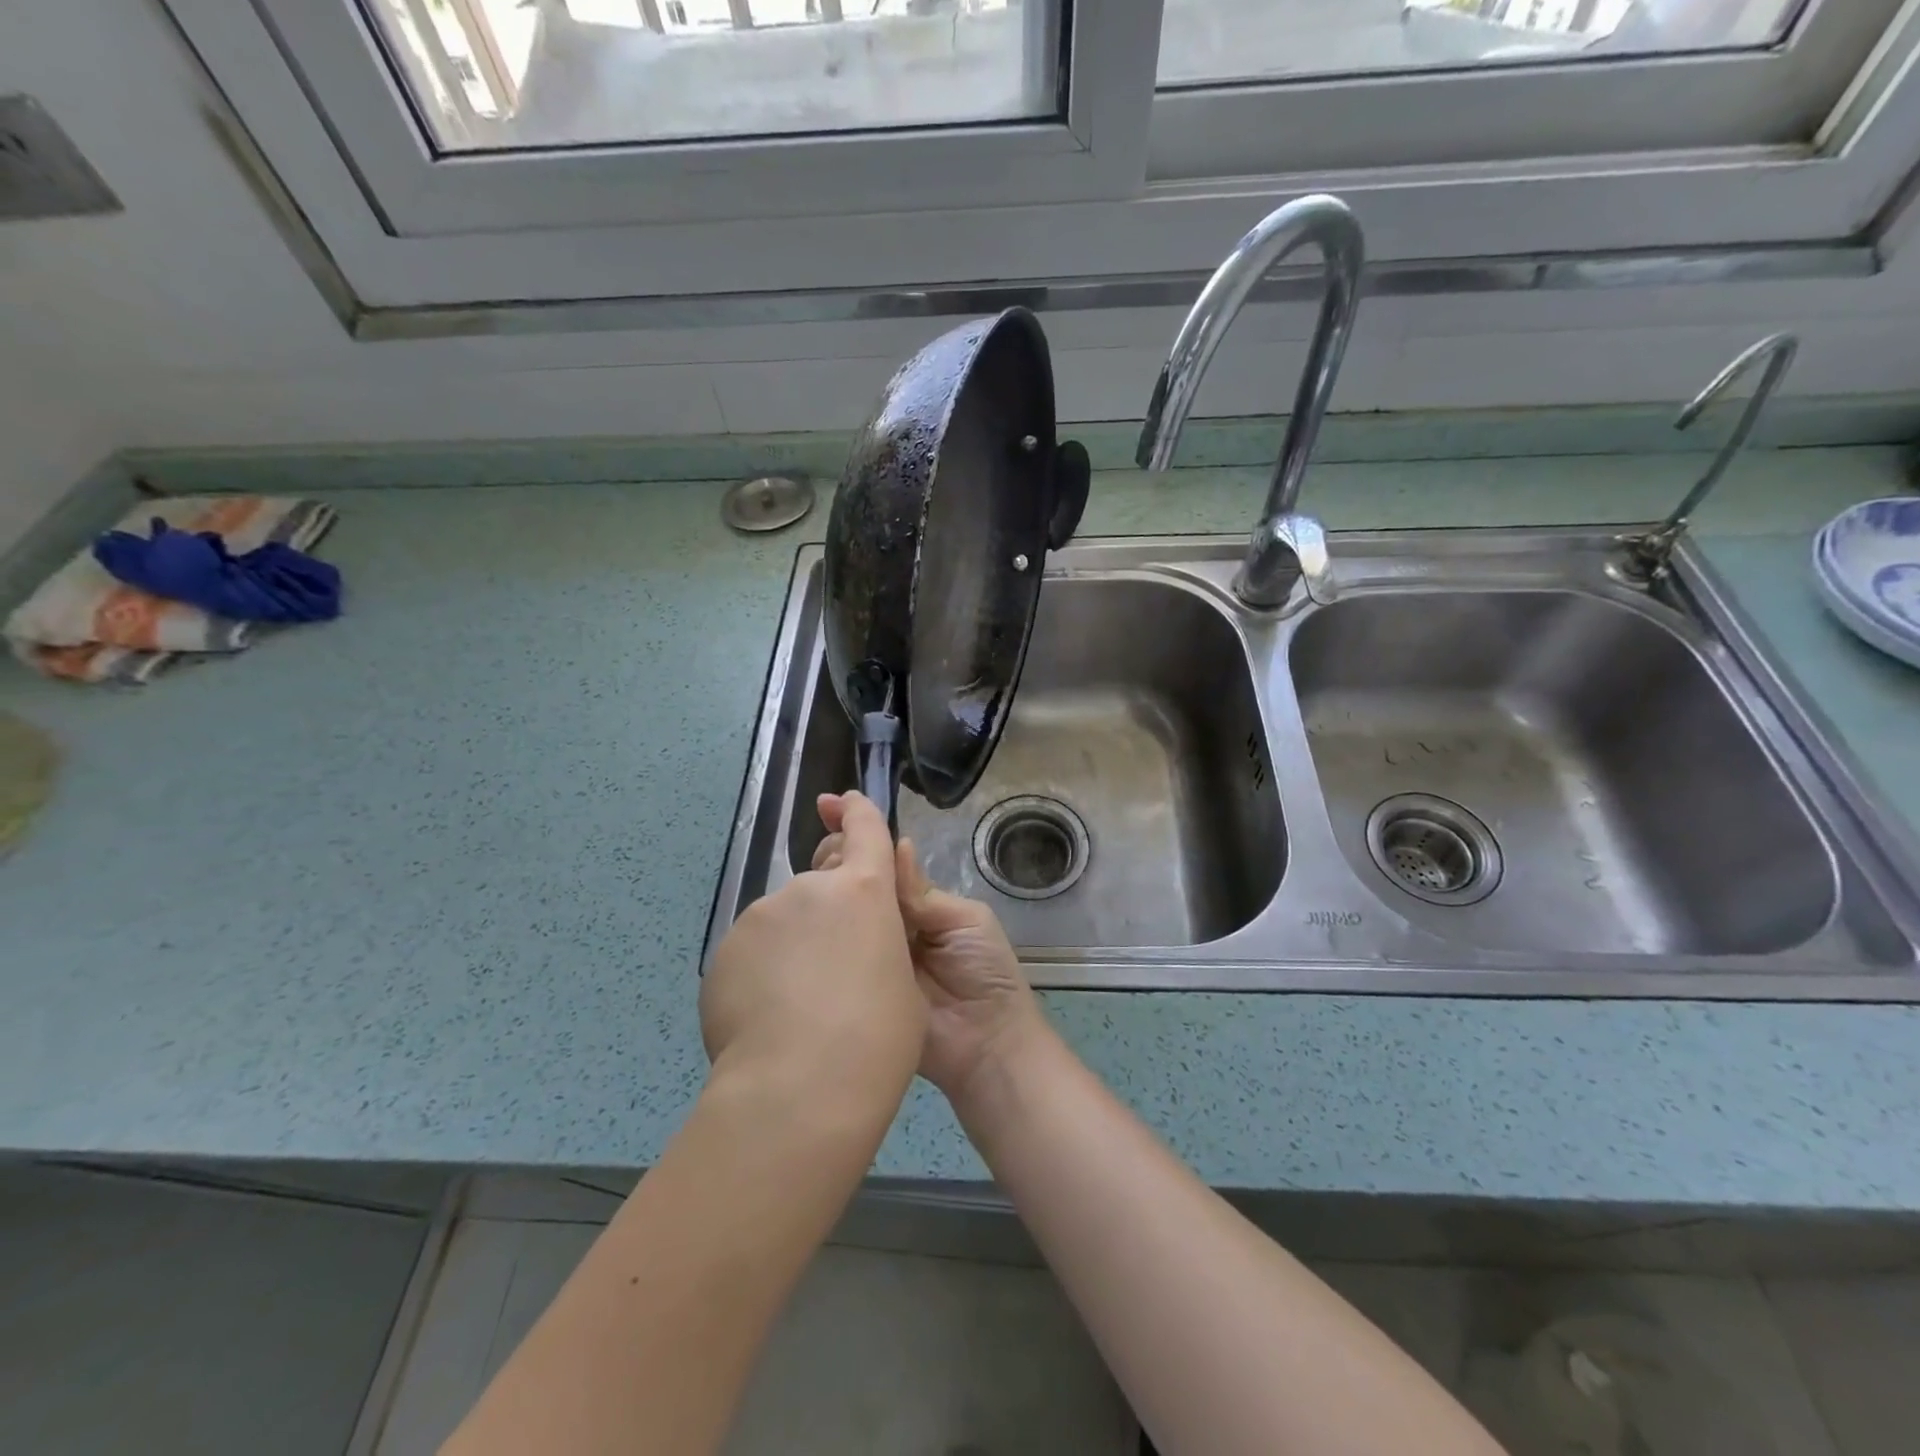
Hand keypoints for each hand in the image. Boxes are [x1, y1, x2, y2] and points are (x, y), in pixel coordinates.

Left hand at [701, 792, 923, 1114]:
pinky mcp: (724, 952)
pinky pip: (755, 951)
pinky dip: (765, 972)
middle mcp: (808, 890)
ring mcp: (760, 918)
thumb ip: (883, 943)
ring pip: (785, 920)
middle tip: (840, 961)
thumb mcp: (903, 985)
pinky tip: (772, 1019)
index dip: (857, 812)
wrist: (799, 1091)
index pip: (864, 829)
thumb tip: (858, 943)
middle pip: (822, 881)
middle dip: (833, 905)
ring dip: (797, 943)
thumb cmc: (877, 1039)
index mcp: (864, 891)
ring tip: (803, 1004)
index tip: (842, 802)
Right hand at [812, 798, 1051, 1108]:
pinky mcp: (855, 984)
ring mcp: (870, 954)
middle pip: (857, 882)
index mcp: (917, 902)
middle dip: (838, 857)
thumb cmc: (986, 973)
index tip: (829, 805)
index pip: (883, 861)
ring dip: (826, 891)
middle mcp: (890, 922)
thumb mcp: (964, 920)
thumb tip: (895, 846)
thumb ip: (922, 891)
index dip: (860, 833)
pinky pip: (837, 955)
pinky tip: (802, 916)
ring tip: (809, 875)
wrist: (986, 1044)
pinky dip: (821, 935)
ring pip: (843, 914)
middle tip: (822, 851)